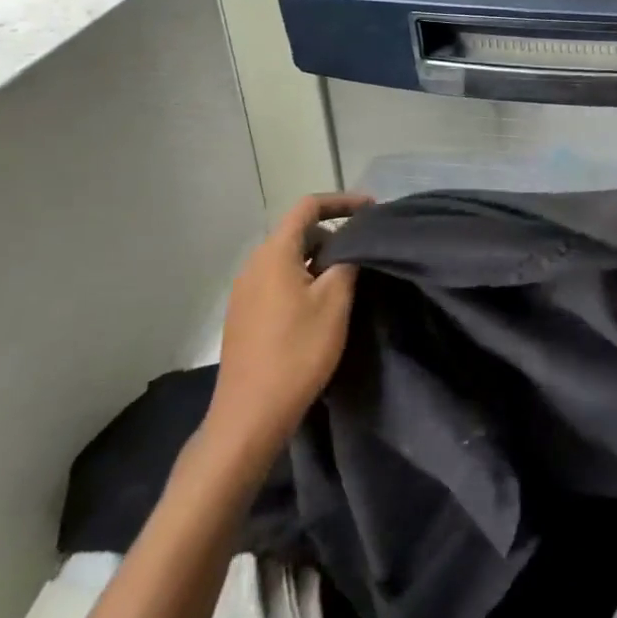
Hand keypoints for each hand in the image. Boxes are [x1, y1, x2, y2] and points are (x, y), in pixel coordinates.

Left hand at [203, 191, 373, 466]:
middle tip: (365, 251)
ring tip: (349, 279)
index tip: (372, 210)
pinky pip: (278, 281)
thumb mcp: (335, 302)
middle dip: (334, 234)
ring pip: (288, 259)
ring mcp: (244, 292)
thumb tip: (351, 245)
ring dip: (319, 260)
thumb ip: (347, 262)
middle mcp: (253, 266)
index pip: (308, 207)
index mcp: (274, 254)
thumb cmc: (297, 352)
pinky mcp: (244, 316)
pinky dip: (304, 280)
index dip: (342, 201)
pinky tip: (322, 306)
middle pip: (297, 233)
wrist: (250, 415)